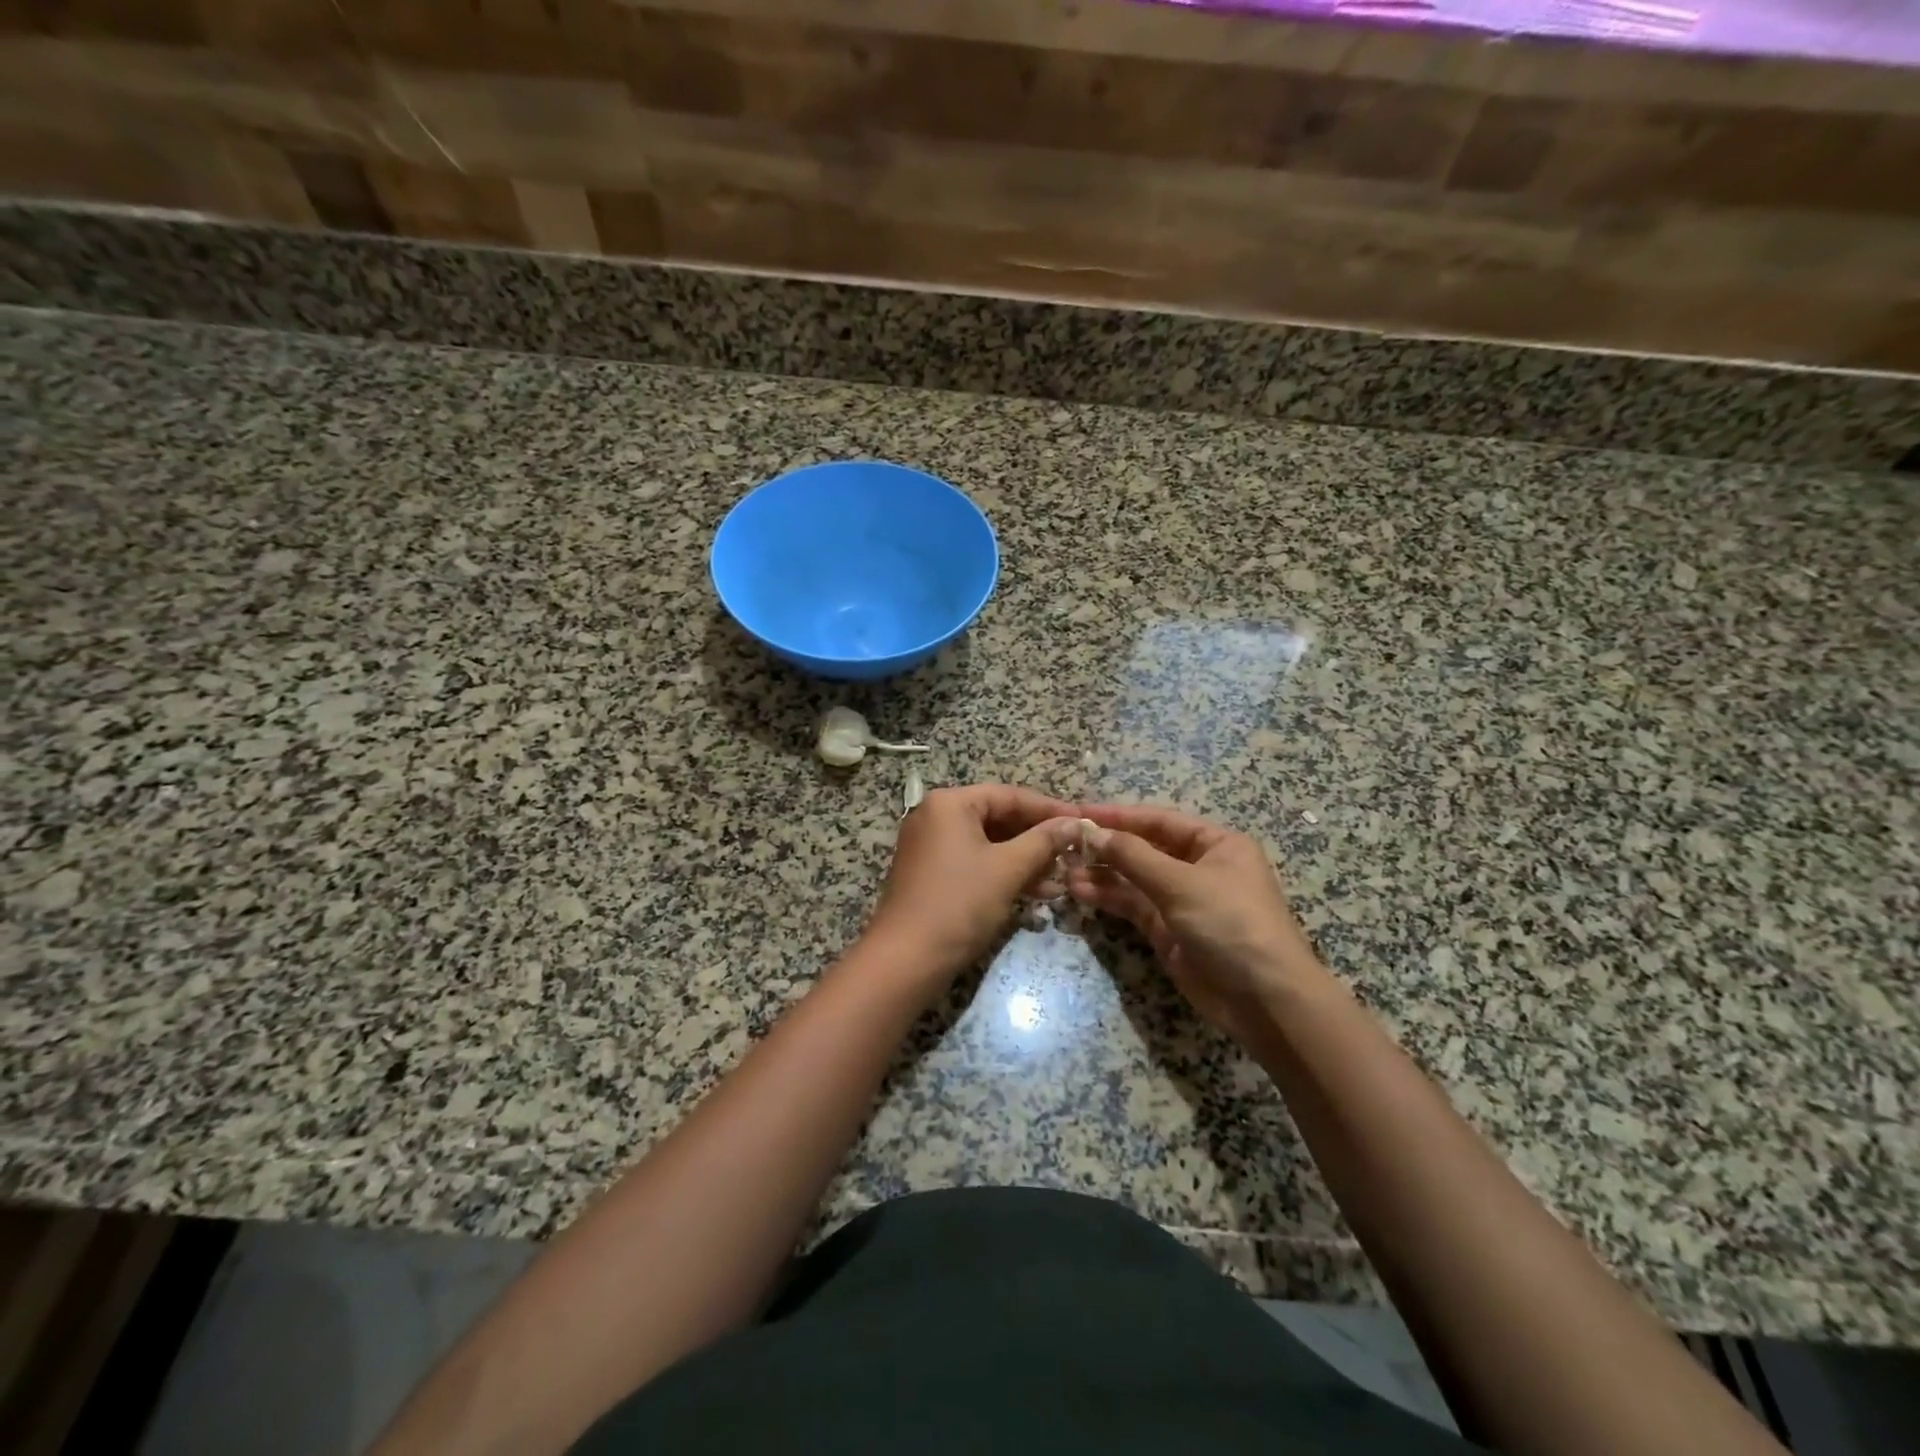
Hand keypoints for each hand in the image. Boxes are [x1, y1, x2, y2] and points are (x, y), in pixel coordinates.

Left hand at [864, 784, 1080, 982]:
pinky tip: (1037, 892)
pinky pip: (975, 862)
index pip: (1009, 795)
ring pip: (989, 843)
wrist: (906, 959)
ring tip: (1061, 878)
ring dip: (1025, 859)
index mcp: (949, 803)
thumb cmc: (959, 903)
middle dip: (1038, 838)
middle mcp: (936, 816)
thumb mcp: (1008, 869)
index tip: (1083, 821)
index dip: (1050, 809)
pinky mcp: (931, 874)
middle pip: (998, 818)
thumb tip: (1075, 823)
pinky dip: (1004, 873)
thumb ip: (1044, 841)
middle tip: (1074, 852)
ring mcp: (931, 846)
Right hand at [1065, 803, 1326, 1044]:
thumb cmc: (1231, 924)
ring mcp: (1182, 900)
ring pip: (1134, 879)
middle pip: (1145, 848)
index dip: (1120, 816)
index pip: (1159, 820)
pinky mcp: (1169, 931)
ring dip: (1102, 874)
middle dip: (1107, 847)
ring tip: (1064, 871)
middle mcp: (1199, 867)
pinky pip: (1133, 906)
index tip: (1080, 811)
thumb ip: (1134, 856)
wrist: (1265, 1000)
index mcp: (1215, 844)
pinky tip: (1079, 892)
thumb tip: (1092, 832)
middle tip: (1066, 844)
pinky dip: (1108, 898)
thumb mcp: (1181, 883)